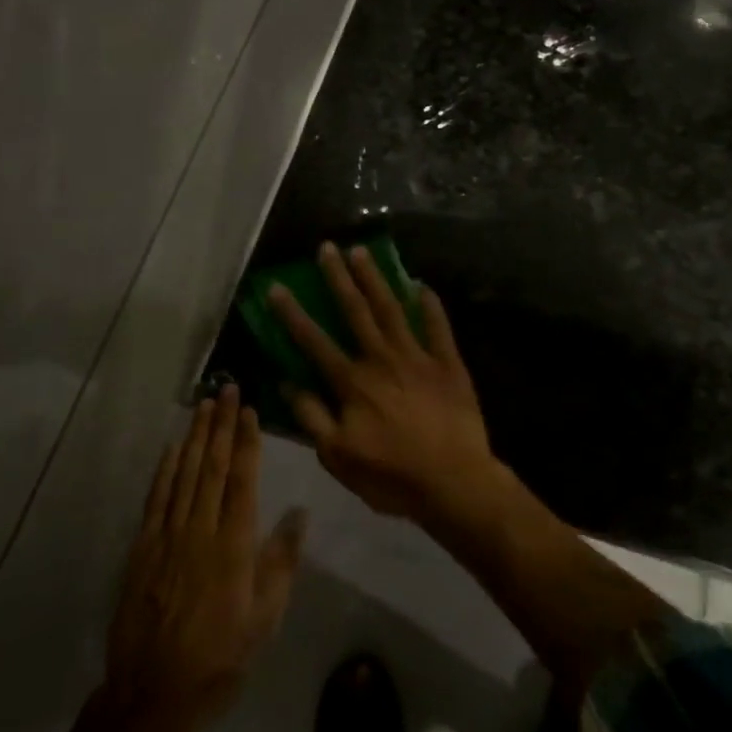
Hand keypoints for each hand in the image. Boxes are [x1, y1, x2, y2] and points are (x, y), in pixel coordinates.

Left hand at [103, 387, 305, 731]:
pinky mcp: (142, 549)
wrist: (152, 694)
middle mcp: (199, 530)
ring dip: (194, 436)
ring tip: (203, 405)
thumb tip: (299, 512)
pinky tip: (171, 447)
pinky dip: (164, 469)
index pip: (242, 480)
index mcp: (233, 545)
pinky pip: (155, 498)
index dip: (245, 441)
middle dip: (220, 424)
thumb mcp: (265, 619)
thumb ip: (281, 562)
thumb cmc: (219, 657)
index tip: (248, 410)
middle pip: (211, 466)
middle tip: (225, 388)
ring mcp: (167, 537)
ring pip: (183, 474)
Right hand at [271, 242, 498, 523]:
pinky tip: (422, 284)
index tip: (277, 286)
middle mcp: (382, 359)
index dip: (293, 314)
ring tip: (362, 252)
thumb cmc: (392, 476)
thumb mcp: (339, 457)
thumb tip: (288, 383)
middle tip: (327, 247)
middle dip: (338, 278)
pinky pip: (438, 327)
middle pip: (355, 311)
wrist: (454, 484)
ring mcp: (418, 357)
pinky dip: (430, 305)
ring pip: (392, 309)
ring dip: (375, 279)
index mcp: (353, 383)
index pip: (314, 341)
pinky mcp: (449, 364)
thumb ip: (312, 418)